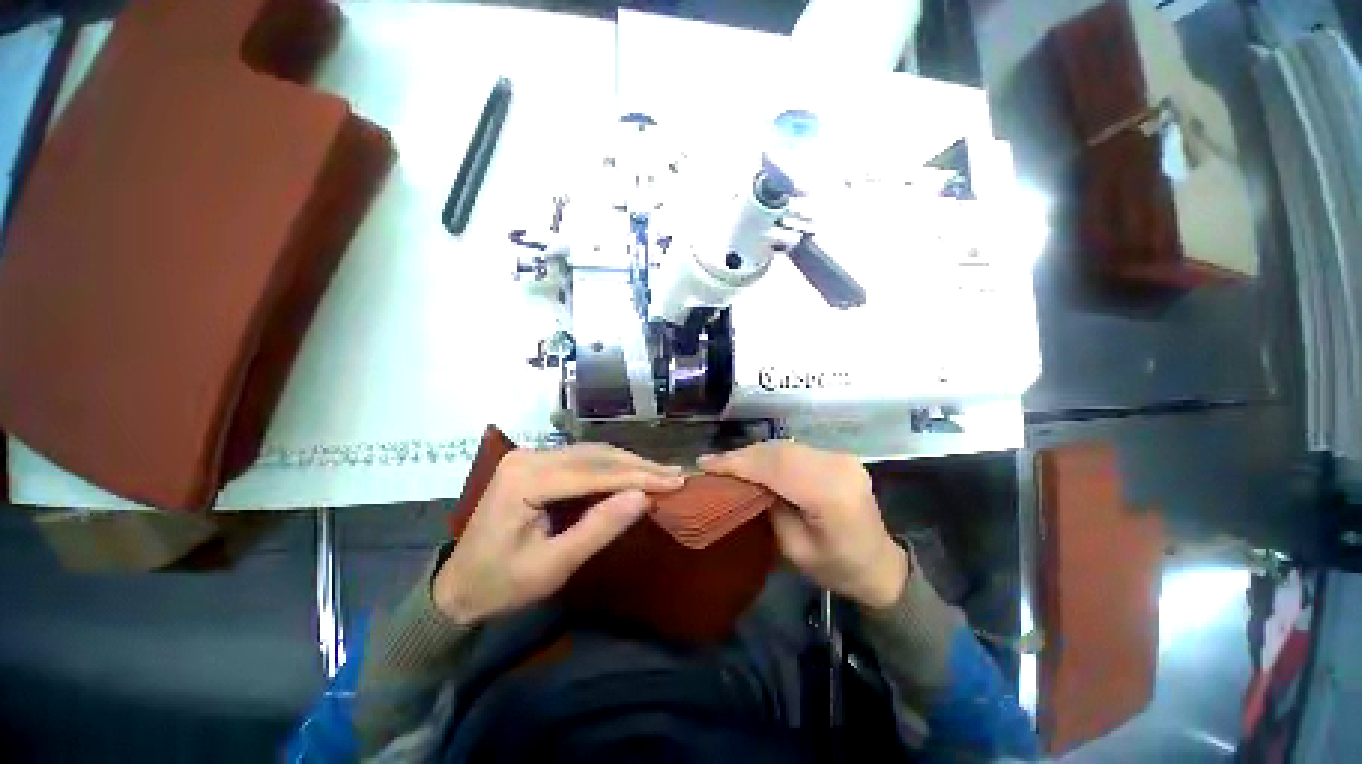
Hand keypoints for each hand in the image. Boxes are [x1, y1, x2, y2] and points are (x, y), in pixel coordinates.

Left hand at [434, 444, 684, 624]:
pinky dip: (613, 466)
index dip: (638, 476)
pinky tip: (633, 472)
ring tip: (662, 473)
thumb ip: (599, 529)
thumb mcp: (553, 566)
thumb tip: (643, 498)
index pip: (594, 472)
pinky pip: (584, 458)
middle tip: (675, 475)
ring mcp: (532, 455)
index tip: (675, 481)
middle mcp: (529, 456)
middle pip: (596, 456)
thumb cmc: (501, 584)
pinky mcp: (537, 462)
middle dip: (639, 466)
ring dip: (629, 463)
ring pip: (593, 453)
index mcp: (525, 478)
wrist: (458, 586)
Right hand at [698, 442, 906, 608]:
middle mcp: (838, 466)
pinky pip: (794, 449)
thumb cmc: (837, 568)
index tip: (706, 464)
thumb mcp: (795, 549)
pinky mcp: (837, 455)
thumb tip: (743, 482)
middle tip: (712, 463)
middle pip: (779, 452)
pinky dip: (769, 453)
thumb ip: (769, 508)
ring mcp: (840, 457)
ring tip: (727, 462)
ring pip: (785, 446)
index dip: (738, 463)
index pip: (775, 468)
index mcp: (831, 494)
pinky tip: (753, 461)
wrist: (879, 563)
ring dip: (753, 452)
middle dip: (742, 455)